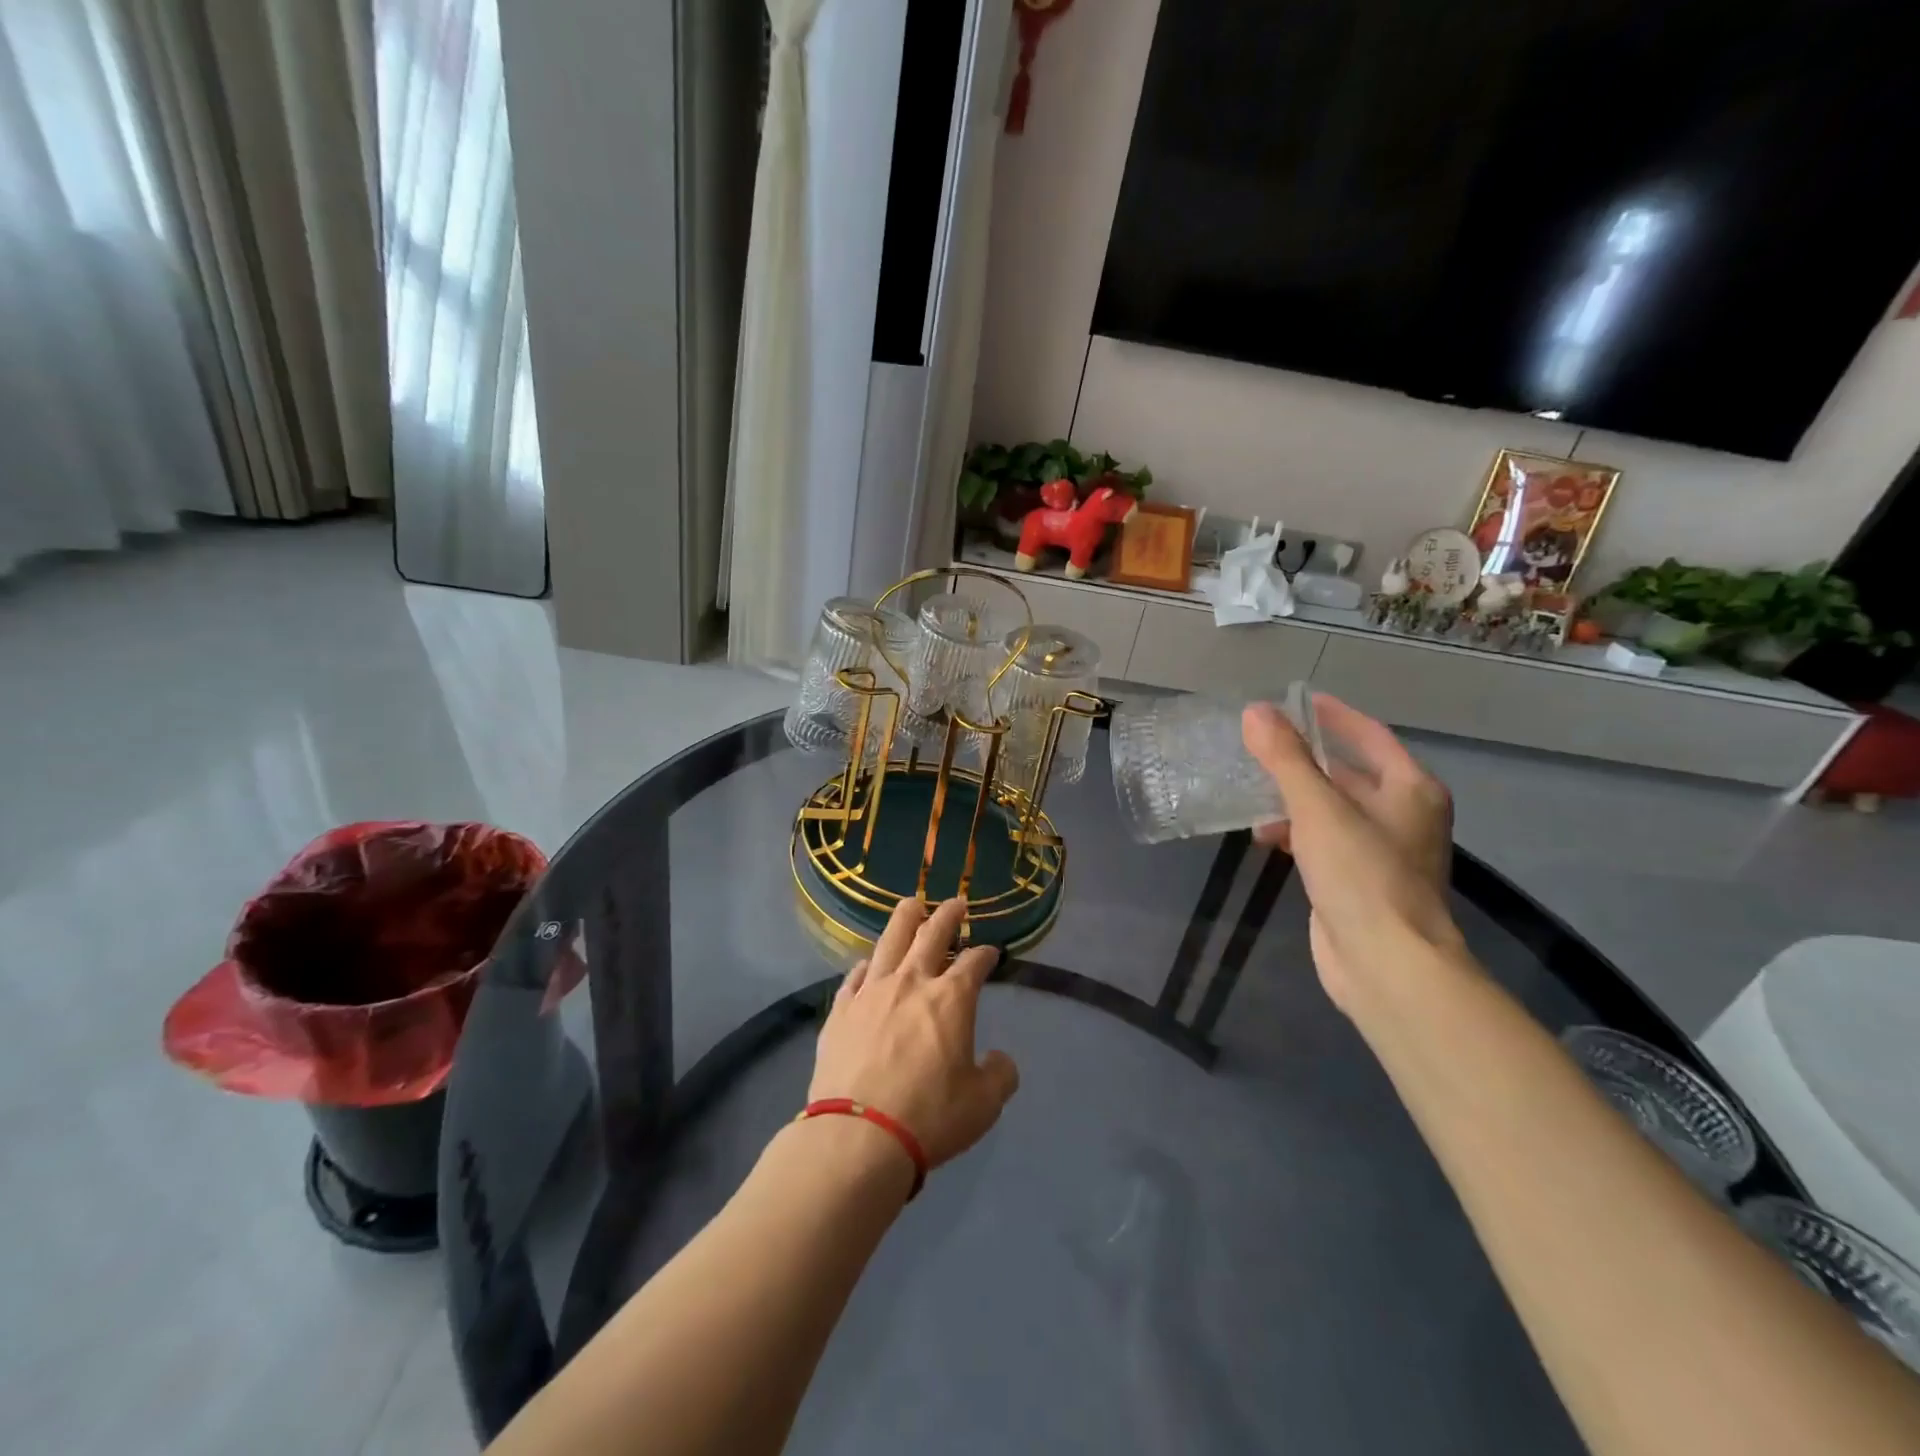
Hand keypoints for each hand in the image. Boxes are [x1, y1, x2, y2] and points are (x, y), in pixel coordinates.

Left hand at [810, 897, 1020, 1170]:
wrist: (858, 1135)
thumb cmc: (930, 1116)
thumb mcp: (983, 1104)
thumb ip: (1000, 1075)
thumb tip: (999, 1060)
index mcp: (951, 998)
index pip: (974, 963)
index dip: (986, 954)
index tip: (991, 952)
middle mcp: (911, 982)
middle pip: (931, 934)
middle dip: (947, 915)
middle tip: (956, 903)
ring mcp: (872, 992)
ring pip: (890, 941)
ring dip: (905, 919)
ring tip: (912, 905)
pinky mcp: (841, 1010)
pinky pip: (855, 976)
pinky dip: (867, 965)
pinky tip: (869, 963)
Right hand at [1241, 695, 1463, 1009]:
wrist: (1386, 963)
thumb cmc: (1362, 874)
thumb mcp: (1318, 808)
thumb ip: (1285, 758)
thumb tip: (1255, 712)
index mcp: (1410, 789)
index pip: (1370, 735)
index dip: (1334, 716)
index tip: (1297, 700)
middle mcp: (1402, 815)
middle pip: (1348, 772)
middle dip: (1304, 760)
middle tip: (1260, 743)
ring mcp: (1381, 851)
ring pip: (1331, 809)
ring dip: (1293, 799)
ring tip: (1250, 790)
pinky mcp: (1358, 881)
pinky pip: (1323, 841)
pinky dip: (1296, 832)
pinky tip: (1264, 836)